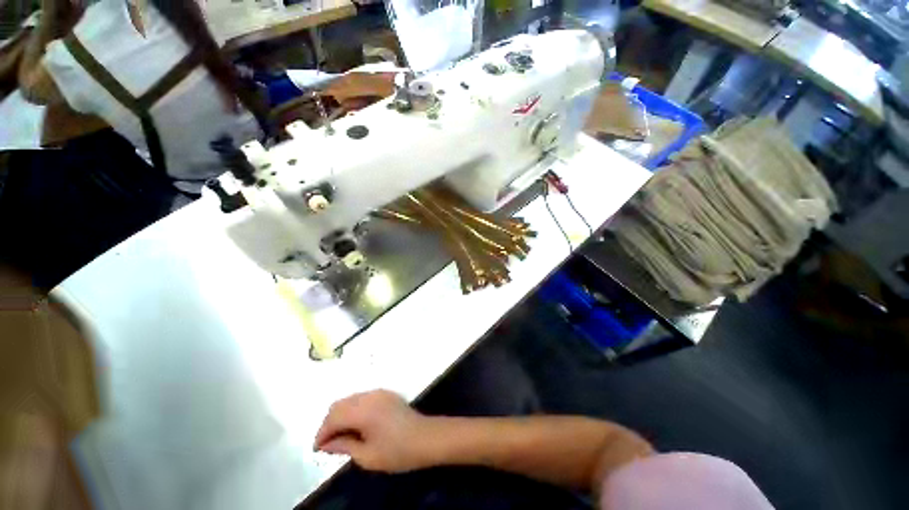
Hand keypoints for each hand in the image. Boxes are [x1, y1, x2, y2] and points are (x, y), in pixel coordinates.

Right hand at [314, 390, 435, 472]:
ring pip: (350, 399)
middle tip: (328, 443)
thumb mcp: (367, 456)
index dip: (322, 433)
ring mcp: (379, 392)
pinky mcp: (386, 394)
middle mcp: (369, 396)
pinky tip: (356, 425)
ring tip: (341, 436)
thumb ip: (344, 446)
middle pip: (340, 404)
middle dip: (329, 423)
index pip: (333, 417)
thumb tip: (327, 443)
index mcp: (363, 410)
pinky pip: (362, 398)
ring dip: (341, 415)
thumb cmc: (397, 451)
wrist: (425, 437)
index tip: (318, 449)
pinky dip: (353, 410)